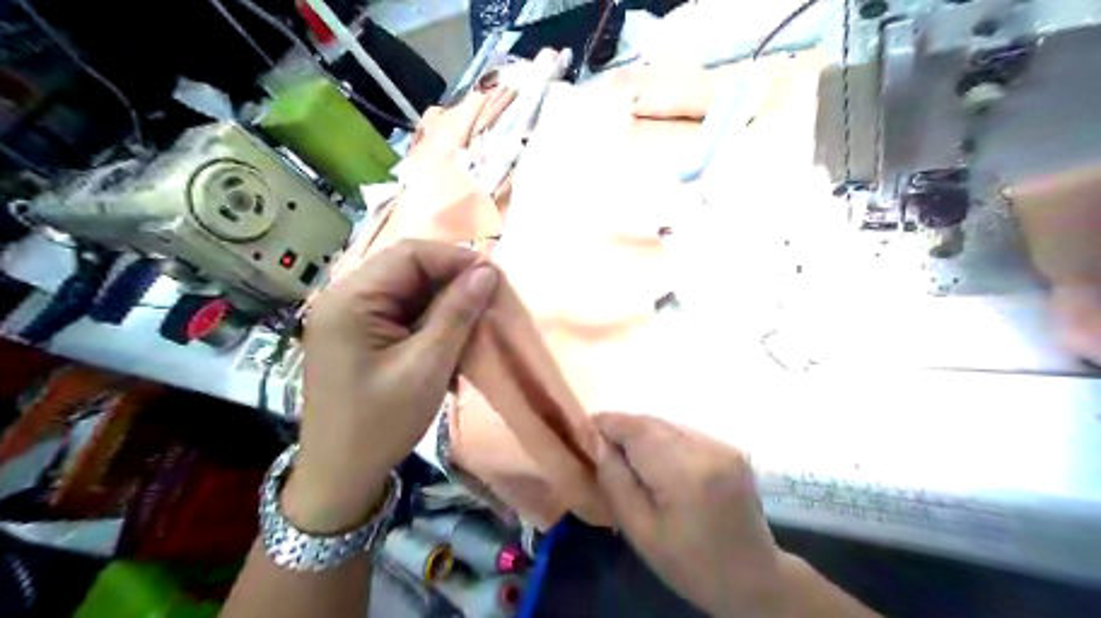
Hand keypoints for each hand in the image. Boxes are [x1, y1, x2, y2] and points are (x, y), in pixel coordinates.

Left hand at [279, 239, 497, 533]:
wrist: (340, 476)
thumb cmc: (381, 423)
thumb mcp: (427, 366)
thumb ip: (457, 313)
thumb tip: (487, 272)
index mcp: (351, 300)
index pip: (408, 255)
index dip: (454, 258)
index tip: (493, 277)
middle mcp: (344, 298)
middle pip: (406, 269)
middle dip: (450, 280)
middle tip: (488, 299)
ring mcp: (348, 317)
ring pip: (407, 291)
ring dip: (442, 302)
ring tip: (474, 319)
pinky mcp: (357, 335)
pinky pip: (400, 312)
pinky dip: (429, 320)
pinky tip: (449, 337)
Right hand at [599, 414, 785, 614]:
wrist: (751, 578)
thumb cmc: (688, 563)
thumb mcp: (639, 530)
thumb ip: (615, 480)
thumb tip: (598, 441)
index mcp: (685, 474)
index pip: (638, 430)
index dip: (609, 423)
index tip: (586, 428)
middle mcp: (708, 449)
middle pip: (654, 423)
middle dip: (625, 428)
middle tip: (603, 444)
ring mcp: (723, 446)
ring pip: (669, 426)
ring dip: (644, 434)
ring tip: (628, 455)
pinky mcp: (730, 448)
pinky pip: (686, 434)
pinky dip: (665, 441)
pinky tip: (659, 463)